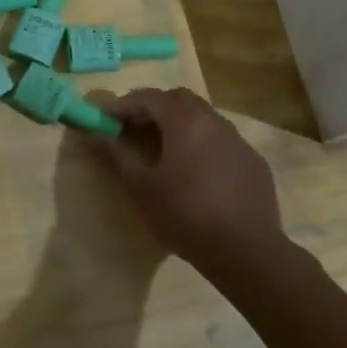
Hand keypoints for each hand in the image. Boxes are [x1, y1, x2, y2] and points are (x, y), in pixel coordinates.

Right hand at [92, 87, 285, 266]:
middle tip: (134, 131)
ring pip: (204, 119)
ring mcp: (239, 141)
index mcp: (185, 121)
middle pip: (179, 100)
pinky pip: (222, 141)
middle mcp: (215, 121)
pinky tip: (197, 174)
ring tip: (163, 152)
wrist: (245, 250)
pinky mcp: (254, 162)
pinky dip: (202, 145)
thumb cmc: (185, 214)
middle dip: (154, 109)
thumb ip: (115, 154)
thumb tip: (93, 134)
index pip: (149, 97)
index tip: (107, 121)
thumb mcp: (141, 186)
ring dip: (180, 125)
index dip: (124, 105)